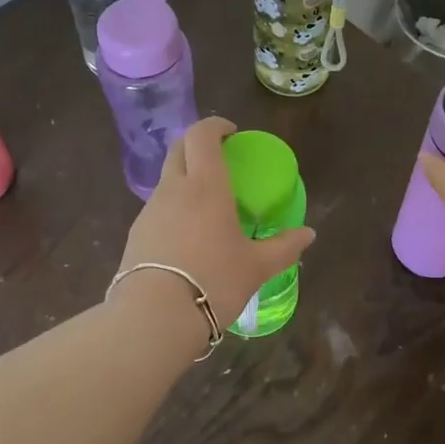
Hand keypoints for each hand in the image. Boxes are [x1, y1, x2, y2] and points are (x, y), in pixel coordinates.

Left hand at [116, 117, 314, 328]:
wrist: (154, 317)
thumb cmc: (214, 281)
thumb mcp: (257, 267)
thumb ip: (284, 247)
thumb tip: (308, 234)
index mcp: (206, 186)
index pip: (202, 135)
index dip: (215, 126)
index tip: (231, 134)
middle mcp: (174, 189)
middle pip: (179, 148)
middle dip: (197, 145)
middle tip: (219, 159)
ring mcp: (150, 210)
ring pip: (166, 179)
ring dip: (184, 178)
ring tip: (206, 205)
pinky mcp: (135, 234)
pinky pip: (157, 208)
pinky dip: (173, 208)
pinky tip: (186, 236)